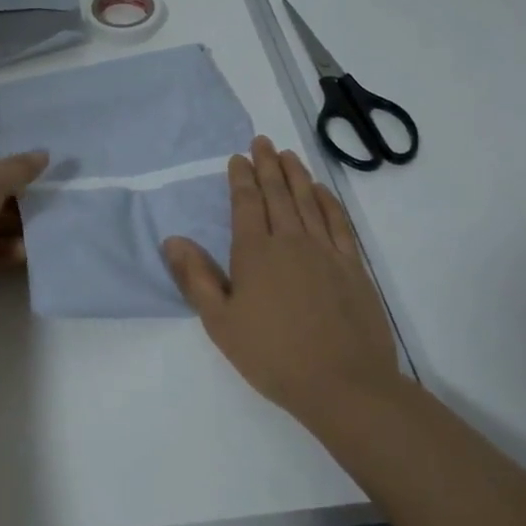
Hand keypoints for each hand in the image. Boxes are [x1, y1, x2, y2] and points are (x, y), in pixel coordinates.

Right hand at [163, 137, 404, 431]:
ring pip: (308, 201)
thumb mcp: (220, 322)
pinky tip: (322, 191)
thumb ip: (196, 278)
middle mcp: (291, 241)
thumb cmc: (272, 355)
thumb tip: (173, 240)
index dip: (241, 178)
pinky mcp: (353, 266)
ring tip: (288, 154)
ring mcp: (326, 251)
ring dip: (296, 175)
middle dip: (267, 165)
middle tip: (262, 141)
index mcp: (255, 253)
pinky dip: (329, 201)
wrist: (344, 384)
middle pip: (278, 194)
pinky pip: (339, 222)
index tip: (238, 158)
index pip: (247, 203)